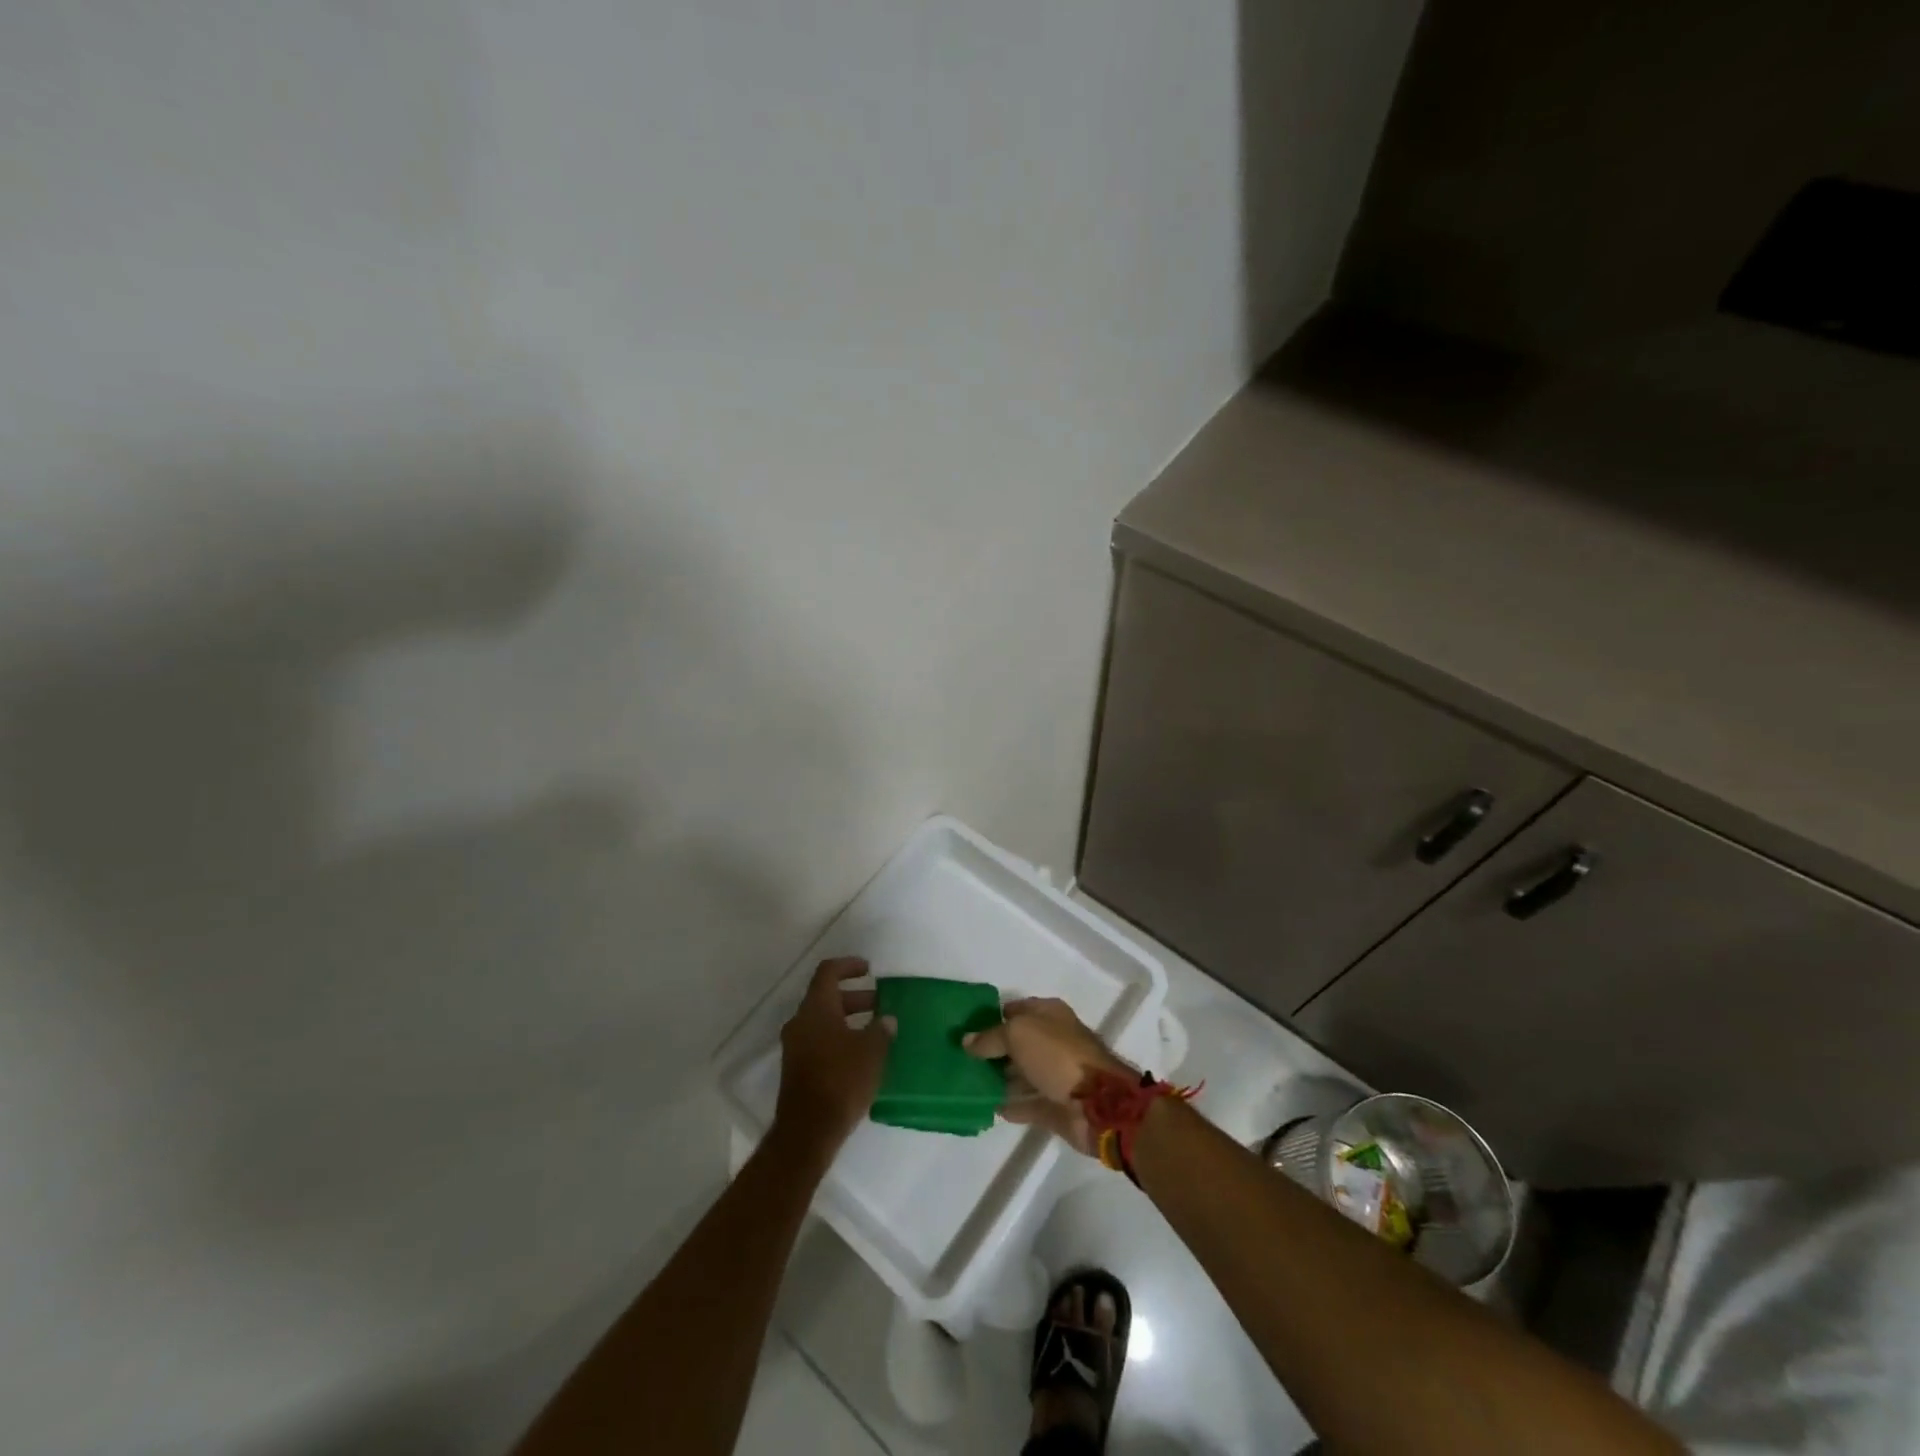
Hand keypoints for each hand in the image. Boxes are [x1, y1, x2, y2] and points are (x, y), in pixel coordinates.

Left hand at [773, 957, 895, 1158]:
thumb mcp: (871, 1051)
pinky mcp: (797, 1069)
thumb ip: (881, 1030)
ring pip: (823, 1021)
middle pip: (826, 997)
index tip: (868, 969)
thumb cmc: (841, 1080)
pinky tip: (862, 1055)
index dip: (848, 965)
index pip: (828, 972)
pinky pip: (820, 1041)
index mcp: (816, 1008)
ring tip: (876, 1030)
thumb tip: (886, 1019)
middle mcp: (801, 1022)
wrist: (808, 1131)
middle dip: (855, 997)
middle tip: (880, 1004)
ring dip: (848, 1020)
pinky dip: (839, 1038)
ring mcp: (796, 1046)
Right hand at [962, 997, 1132, 1157]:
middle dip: (993, 1050)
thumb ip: (991, 1037)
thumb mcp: (1019, 1035)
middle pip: (1018, 1043)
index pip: (1016, 1009)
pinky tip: (987, 1106)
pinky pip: (1027, 1103)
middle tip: (961, 1058)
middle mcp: (1053, 1041)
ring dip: (999, 1078)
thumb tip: (967, 1041)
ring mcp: (1056, 1075)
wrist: (1098, 1105)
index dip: (993, 1017)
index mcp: (1050, 1015)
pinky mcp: (1055, 1106)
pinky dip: (1010, 1105)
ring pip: (1021, 1073)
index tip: (966, 1028)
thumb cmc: (1058, 1056)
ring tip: (968, 1084)